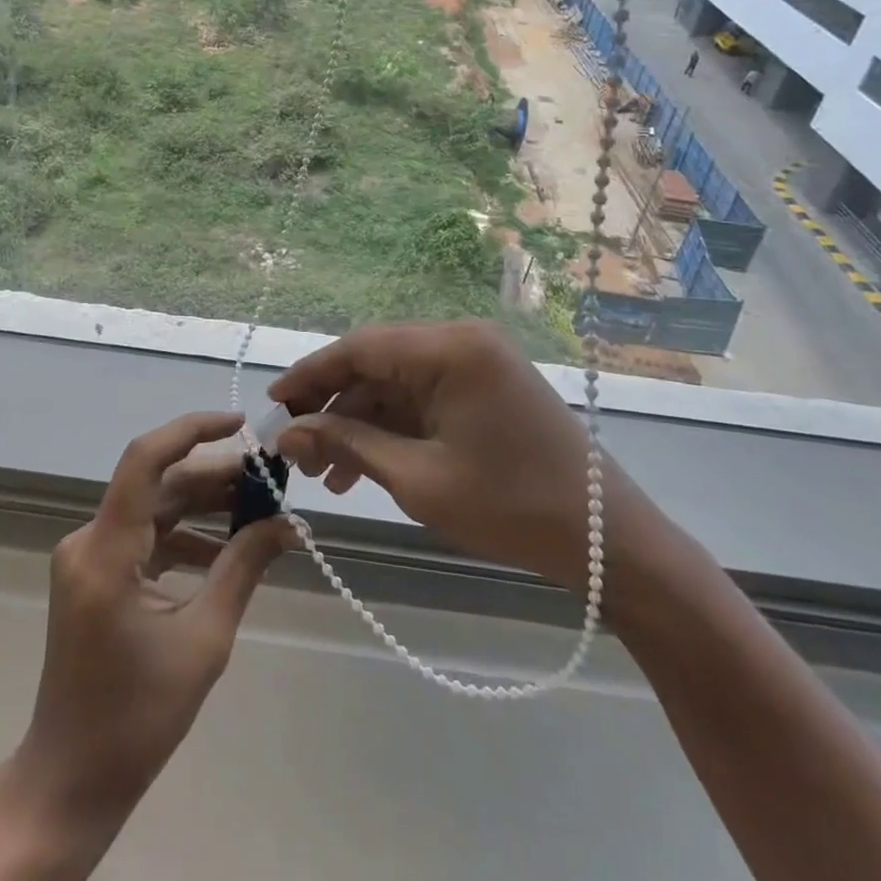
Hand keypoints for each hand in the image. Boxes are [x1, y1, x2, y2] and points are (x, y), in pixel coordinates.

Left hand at [16, 411, 291, 832]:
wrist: (71, 779)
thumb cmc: (136, 718)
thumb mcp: (203, 640)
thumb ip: (243, 569)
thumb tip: (288, 524)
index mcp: (106, 552)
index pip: (145, 461)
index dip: (192, 430)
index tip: (240, 424)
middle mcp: (88, 540)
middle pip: (157, 485)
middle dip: (214, 476)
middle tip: (269, 479)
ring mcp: (87, 557)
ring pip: (153, 509)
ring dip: (202, 506)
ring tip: (258, 510)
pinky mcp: (94, 573)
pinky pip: (144, 537)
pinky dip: (183, 537)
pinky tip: (225, 550)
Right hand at [270, 320, 653, 588]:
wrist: (607, 540)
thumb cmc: (510, 508)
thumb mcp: (418, 478)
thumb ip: (348, 445)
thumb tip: (288, 434)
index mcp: (449, 348)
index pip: (359, 347)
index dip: (310, 375)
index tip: (273, 406)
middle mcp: (460, 340)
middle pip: (374, 362)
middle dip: (332, 405)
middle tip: (296, 449)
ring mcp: (475, 361)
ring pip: (395, 383)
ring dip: (358, 423)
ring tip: (323, 474)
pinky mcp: (484, 385)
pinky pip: (422, 397)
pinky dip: (391, 427)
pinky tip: (362, 467)